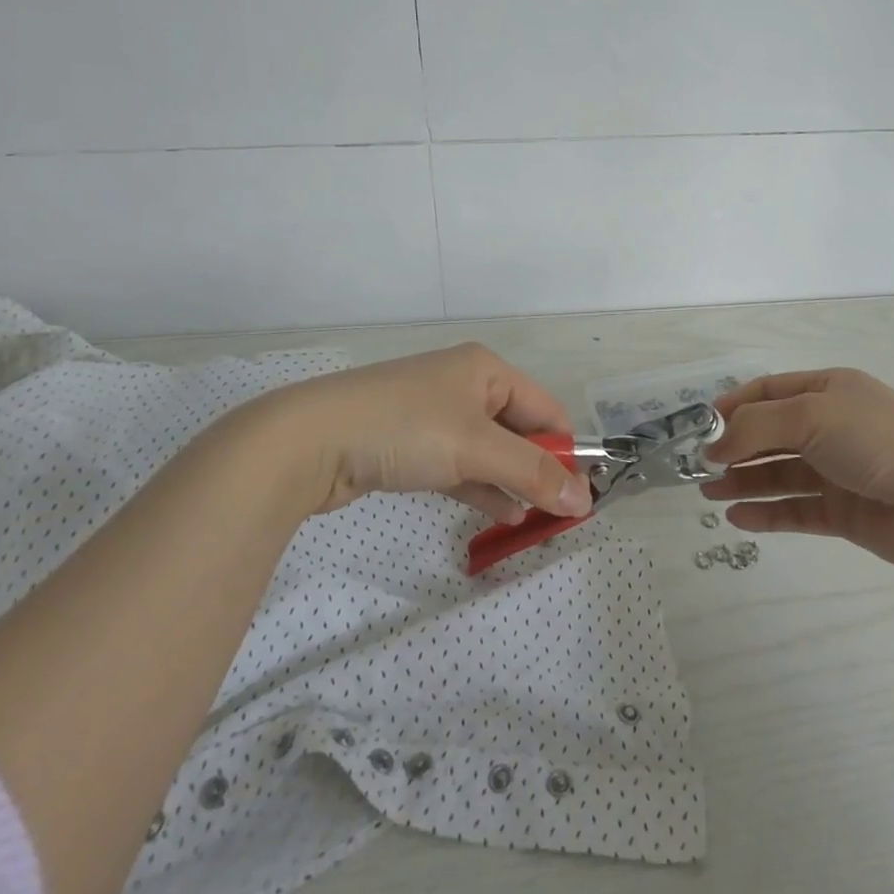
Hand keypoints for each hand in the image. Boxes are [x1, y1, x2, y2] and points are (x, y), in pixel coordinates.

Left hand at [224, 344, 592, 523]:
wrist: (309, 441)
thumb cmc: (405, 428)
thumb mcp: (476, 447)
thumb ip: (532, 472)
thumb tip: (584, 499)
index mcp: (487, 370)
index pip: (545, 409)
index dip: (565, 451)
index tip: (580, 496)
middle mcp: (465, 386)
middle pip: (519, 430)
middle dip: (538, 471)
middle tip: (557, 516)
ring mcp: (435, 416)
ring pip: (489, 451)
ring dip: (511, 483)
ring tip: (532, 524)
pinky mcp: (412, 445)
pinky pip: (461, 465)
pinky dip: (481, 487)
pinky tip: (501, 515)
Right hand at [701, 368, 893, 573]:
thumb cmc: (875, 439)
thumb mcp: (811, 416)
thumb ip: (756, 427)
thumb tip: (714, 444)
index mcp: (827, 390)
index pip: (769, 391)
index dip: (733, 406)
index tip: (700, 427)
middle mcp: (830, 426)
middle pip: (771, 433)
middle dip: (735, 448)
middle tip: (698, 467)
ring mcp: (837, 470)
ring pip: (779, 473)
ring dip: (744, 481)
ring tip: (709, 494)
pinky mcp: (844, 512)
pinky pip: (796, 509)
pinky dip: (767, 512)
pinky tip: (738, 517)